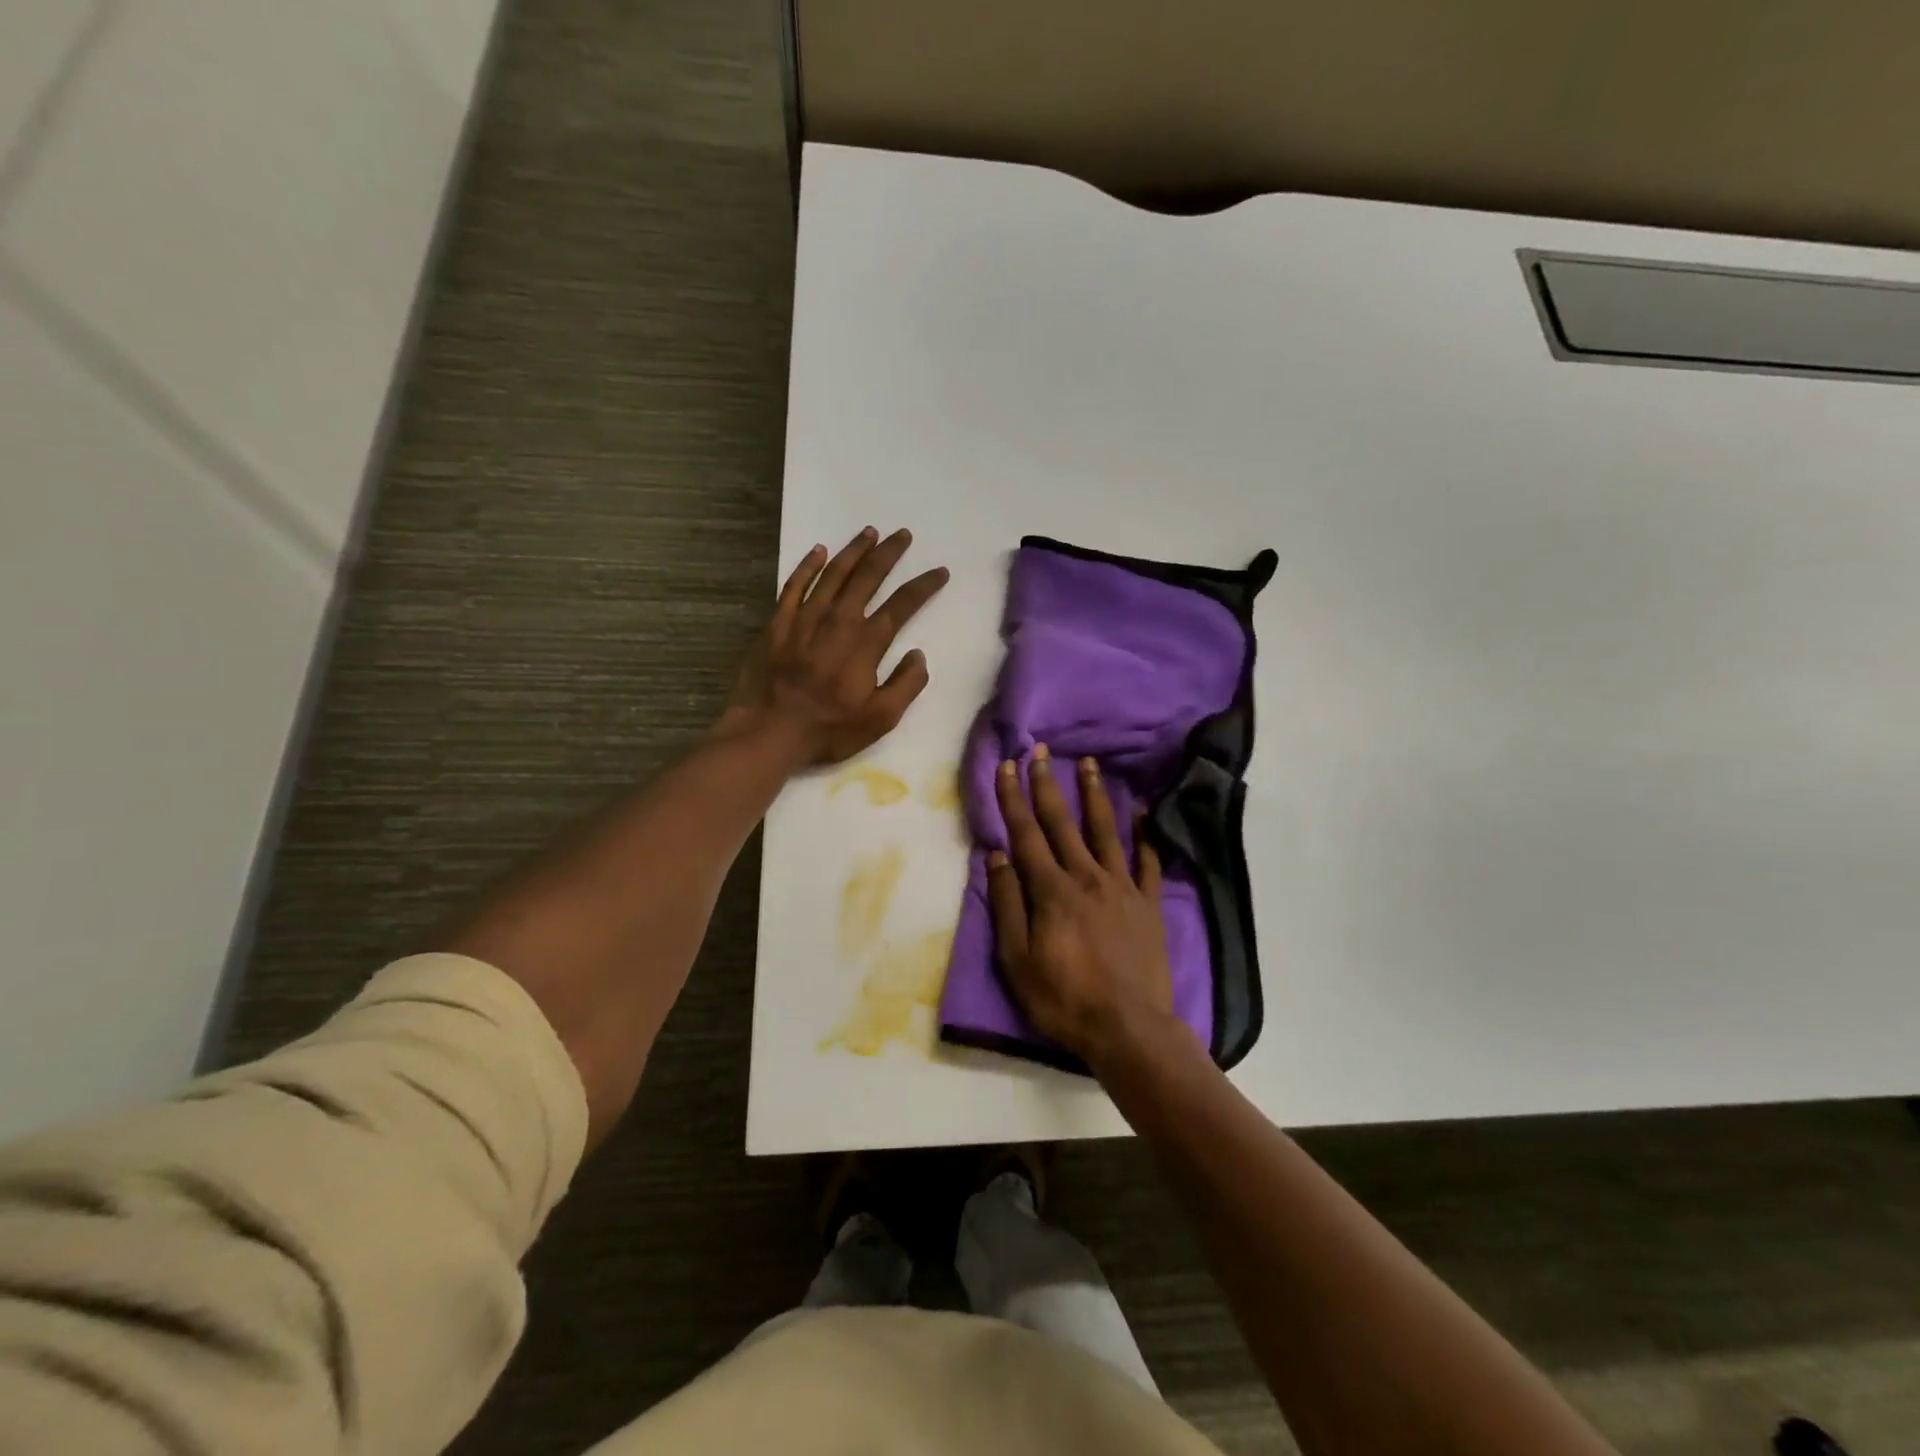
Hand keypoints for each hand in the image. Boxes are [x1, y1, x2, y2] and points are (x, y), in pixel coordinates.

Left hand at [719, 527, 948, 767]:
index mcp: (866, 642)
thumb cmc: (829, 728)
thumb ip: (906, 684)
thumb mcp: (881, 718)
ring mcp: (805, 617)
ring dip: (853, 550)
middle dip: (889, 553)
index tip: (940, 571)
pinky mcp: (778, 623)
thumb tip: (918, 655)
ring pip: (834, 573)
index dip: (924, 586)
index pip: (903, 604)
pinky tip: (818, 551)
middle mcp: (838, 620)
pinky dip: (808, 565)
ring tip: (869, 532)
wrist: (770, 730)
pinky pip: (795, 584)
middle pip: (868, 576)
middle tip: (903, 535)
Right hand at [988, 745, 1177, 1064]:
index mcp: (1051, 890)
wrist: (1129, 1029)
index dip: (1013, 798)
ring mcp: (1122, 888)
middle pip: (1063, 823)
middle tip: (1042, 750)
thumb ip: (1008, 905)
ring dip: (1096, 795)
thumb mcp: (1018, 960)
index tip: (1007, 765)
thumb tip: (997, 857)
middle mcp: (1086, 877)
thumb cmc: (1064, 998)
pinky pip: (1148, 862)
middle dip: (1048, 784)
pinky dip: (1145, 835)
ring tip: (1091, 763)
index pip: (1026, 834)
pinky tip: (1144, 813)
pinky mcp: (1148, 904)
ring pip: (1106, 831)